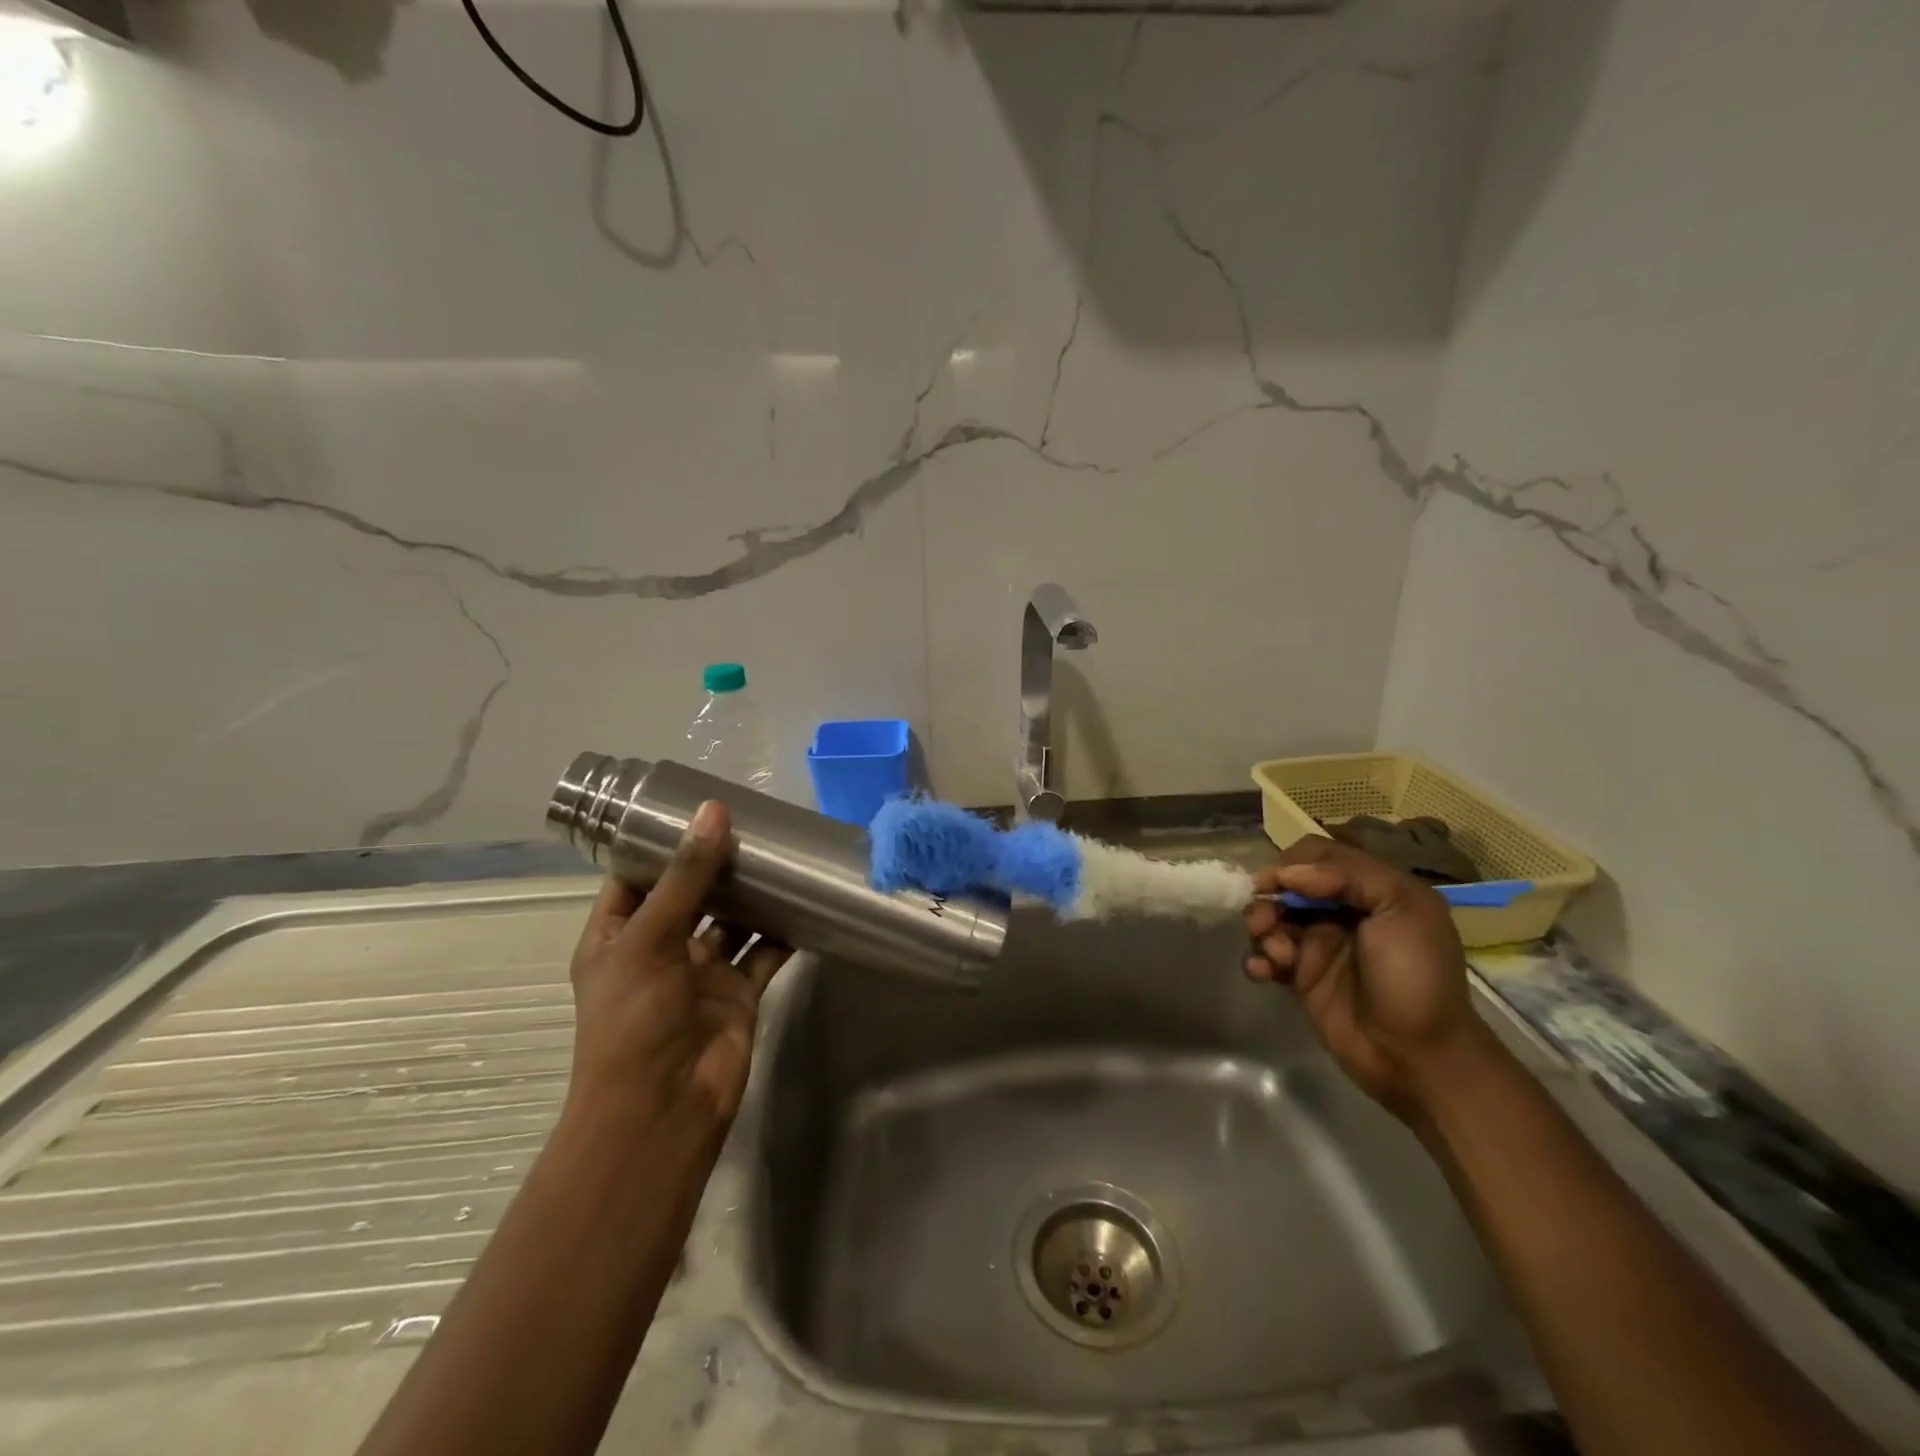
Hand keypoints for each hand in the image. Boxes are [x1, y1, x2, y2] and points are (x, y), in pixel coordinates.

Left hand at [565, 800, 790, 1133]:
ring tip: (781, 853)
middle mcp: (659, 949)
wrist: (664, 1108)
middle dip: (716, 863)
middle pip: (690, 894)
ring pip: (731, 920)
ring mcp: (702, 972)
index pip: (636, 877)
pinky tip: (804, 900)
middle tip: (753, 822)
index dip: (662, 845)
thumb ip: (686, 876)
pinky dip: (783, 930)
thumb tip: (713, 811)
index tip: (697, 808)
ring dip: (752, 894)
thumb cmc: (635, 1019)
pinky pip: (764, 952)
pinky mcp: (740, 993)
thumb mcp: (651, 938)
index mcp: (618, 936)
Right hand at [1243, 836, 1493, 1119]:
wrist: (1417, 1057)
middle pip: (1287, 886)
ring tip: (1276, 955)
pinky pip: (1265, 956)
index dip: (1292, 863)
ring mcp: (1318, 946)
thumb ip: (1350, 876)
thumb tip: (1288, 873)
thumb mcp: (1403, 909)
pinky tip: (1263, 973)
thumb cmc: (1415, 977)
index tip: (1279, 884)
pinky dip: (1256, 959)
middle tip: (1265, 922)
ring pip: (1271, 918)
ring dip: (1262, 929)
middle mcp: (1341, 912)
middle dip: (1269, 898)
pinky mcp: (1300, 978)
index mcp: (1370, 890)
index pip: (1318, 856)